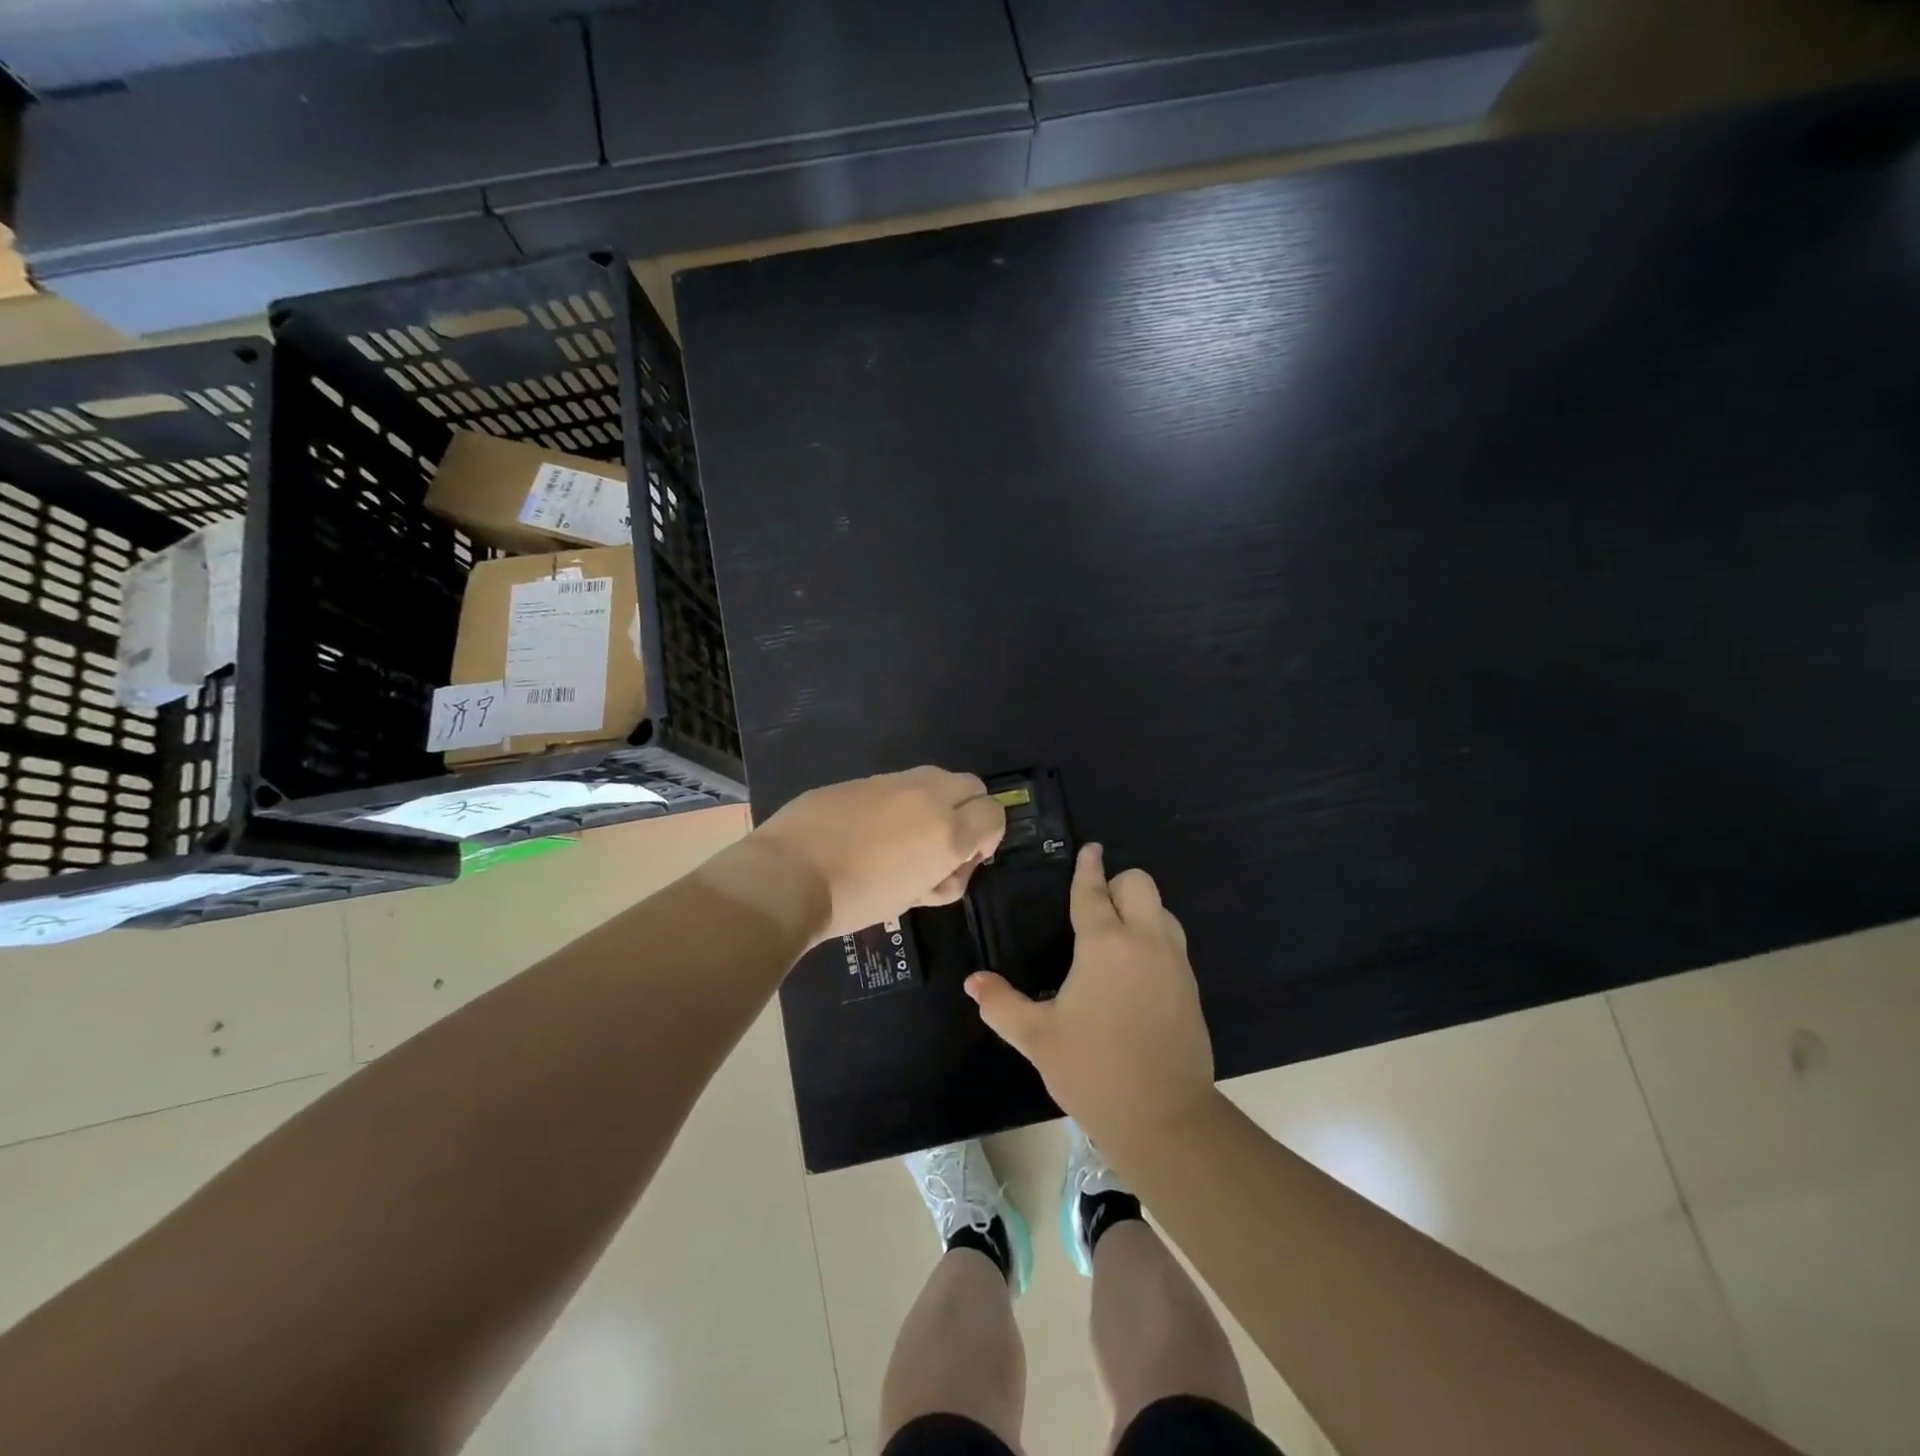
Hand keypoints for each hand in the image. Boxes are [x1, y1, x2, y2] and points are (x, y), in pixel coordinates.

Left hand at [749, 766, 1005, 944]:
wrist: (788, 876)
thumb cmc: (856, 899)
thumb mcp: (912, 898)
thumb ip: (943, 875)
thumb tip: (949, 862)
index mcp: (947, 830)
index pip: (994, 813)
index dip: (990, 836)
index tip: (970, 857)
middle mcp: (928, 796)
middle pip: (971, 785)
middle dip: (969, 811)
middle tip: (944, 843)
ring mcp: (892, 781)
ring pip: (934, 779)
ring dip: (935, 802)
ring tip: (905, 838)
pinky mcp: (862, 778)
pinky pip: (896, 784)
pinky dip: (898, 801)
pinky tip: (869, 830)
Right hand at [966, 844, 1215, 1146]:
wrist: (1165, 1118)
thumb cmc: (1093, 1070)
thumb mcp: (1038, 1038)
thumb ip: (1002, 1004)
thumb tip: (973, 982)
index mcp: (1105, 944)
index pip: (1094, 892)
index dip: (1088, 868)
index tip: (1090, 849)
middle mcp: (1144, 941)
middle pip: (1140, 884)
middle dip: (1118, 883)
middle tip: (1096, 907)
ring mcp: (1174, 963)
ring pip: (1163, 910)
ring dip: (1140, 909)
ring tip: (1115, 937)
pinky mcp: (1191, 987)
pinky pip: (1173, 941)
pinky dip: (1154, 938)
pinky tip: (1134, 972)